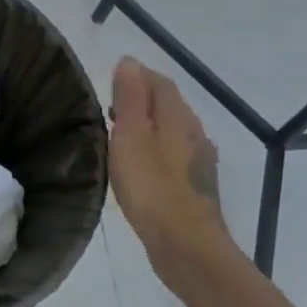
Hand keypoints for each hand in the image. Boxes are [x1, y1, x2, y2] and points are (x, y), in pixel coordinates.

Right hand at [110, 58, 235, 286]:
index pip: (159, 82)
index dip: (136, 77)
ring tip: (118, 138)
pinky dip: (154, 151)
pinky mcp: (195, 186)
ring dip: (146, 127)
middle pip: (167, 105)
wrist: (186, 246)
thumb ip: (129, 98)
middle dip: (139, 101)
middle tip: (107, 110)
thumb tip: (130, 61)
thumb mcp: (131, 136)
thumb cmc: (152, 186)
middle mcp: (194, 132)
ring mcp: (198, 161)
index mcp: (178, 116)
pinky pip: (172, 155)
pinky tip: (139, 168)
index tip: (109, 84)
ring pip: (170, 131)